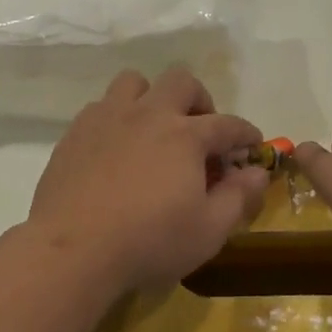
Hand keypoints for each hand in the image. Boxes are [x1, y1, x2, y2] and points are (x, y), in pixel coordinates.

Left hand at [29, 67, 268, 293]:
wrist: (73, 250)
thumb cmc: (149, 241)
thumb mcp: (208, 231)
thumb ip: (239, 197)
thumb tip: (259, 172)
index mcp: (185, 135)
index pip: (227, 124)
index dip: (246, 133)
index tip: (252, 145)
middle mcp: (149, 114)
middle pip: (181, 82)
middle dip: (199, 100)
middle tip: (200, 132)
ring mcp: (108, 118)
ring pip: (135, 82)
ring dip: (151, 98)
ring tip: (154, 129)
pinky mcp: (76, 132)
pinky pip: (101, 106)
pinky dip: (117, 118)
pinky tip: (117, 148)